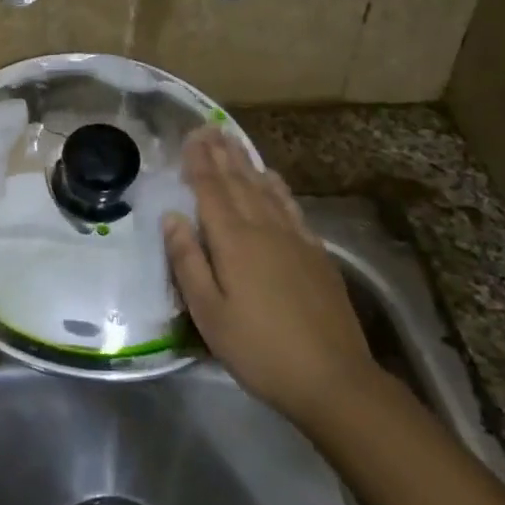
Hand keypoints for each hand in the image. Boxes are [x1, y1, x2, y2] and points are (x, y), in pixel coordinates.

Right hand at [164, 129, 379, 431]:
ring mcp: (294, 237)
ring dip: (246, 162)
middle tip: (209, 127)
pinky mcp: (316, 252)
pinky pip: (291, 206)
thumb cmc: (259, 349)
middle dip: (221, 153)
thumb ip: (188, 261)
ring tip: (233, 141)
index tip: (191, 135)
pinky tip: (272, 178)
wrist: (333, 378)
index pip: (210, 190)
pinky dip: (277, 186)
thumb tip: (171, 216)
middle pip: (238, 181)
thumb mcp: (209, 314)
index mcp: (233, 241)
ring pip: (264, 188)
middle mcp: (263, 227)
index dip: (199, 161)